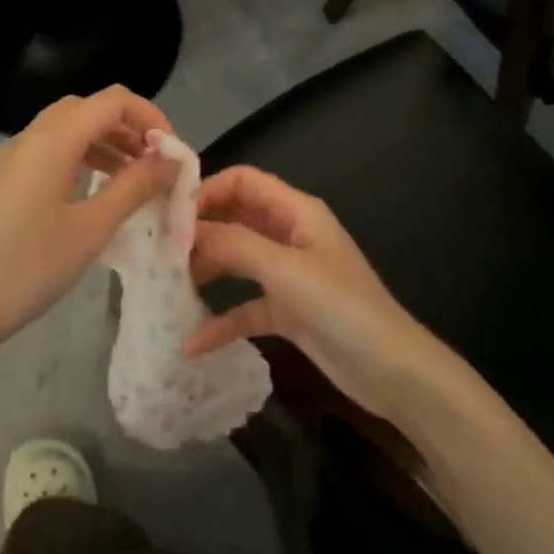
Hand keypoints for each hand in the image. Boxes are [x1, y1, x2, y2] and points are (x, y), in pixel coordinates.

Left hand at [0, 87, 175, 354]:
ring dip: (106, 142)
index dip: (150, 117)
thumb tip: (172, 159)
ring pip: (69, 129)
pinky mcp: (5, 179)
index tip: (172, 153)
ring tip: (134, 179)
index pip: (113, 100)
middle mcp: (32, 136)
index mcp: (54, 139)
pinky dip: (81, 158)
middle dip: (128, 128)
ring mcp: (13, 157)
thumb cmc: (28, 267)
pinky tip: (94, 193)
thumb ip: (135, 186)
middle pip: (89, 108)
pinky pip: (51, 151)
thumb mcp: (91, 228)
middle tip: (155, 164)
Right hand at [186, 166, 437, 417]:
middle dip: (200, 229)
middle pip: (236, 217)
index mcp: (297, 211)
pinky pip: (246, 306)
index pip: (243, 181)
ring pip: (238, 259)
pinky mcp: (289, 311)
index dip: (206, 190)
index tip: (170, 214)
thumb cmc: (341, 308)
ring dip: (207, 269)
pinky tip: (193, 343)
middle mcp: (290, 234)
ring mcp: (289, 274)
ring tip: (168, 286)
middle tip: (160, 249)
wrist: (393, 373)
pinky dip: (222, 321)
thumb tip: (184, 230)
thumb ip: (233, 244)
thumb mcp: (284, 270)